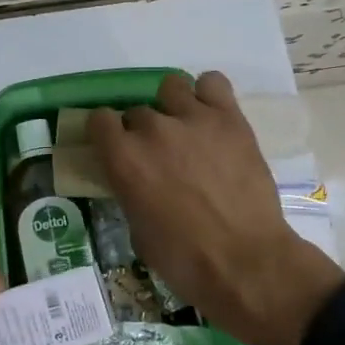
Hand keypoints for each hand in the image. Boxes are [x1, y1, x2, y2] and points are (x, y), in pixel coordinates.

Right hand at [89, 71, 344, 344]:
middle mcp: (152, 129)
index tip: (115, 148)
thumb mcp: (138, 230)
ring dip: (172, 105)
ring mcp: (193, 118)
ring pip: (171, 87)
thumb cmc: (184, 260)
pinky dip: (208, 95)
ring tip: (186, 129)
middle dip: (143, 131)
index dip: (106, 134)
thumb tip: (138, 182)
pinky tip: (212, 117)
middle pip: (137, 111)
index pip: (99, 120)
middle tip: (160, 156)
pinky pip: (213, 82)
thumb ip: (131, 192)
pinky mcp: (229, 118)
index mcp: (123, 158)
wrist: (245, 262)